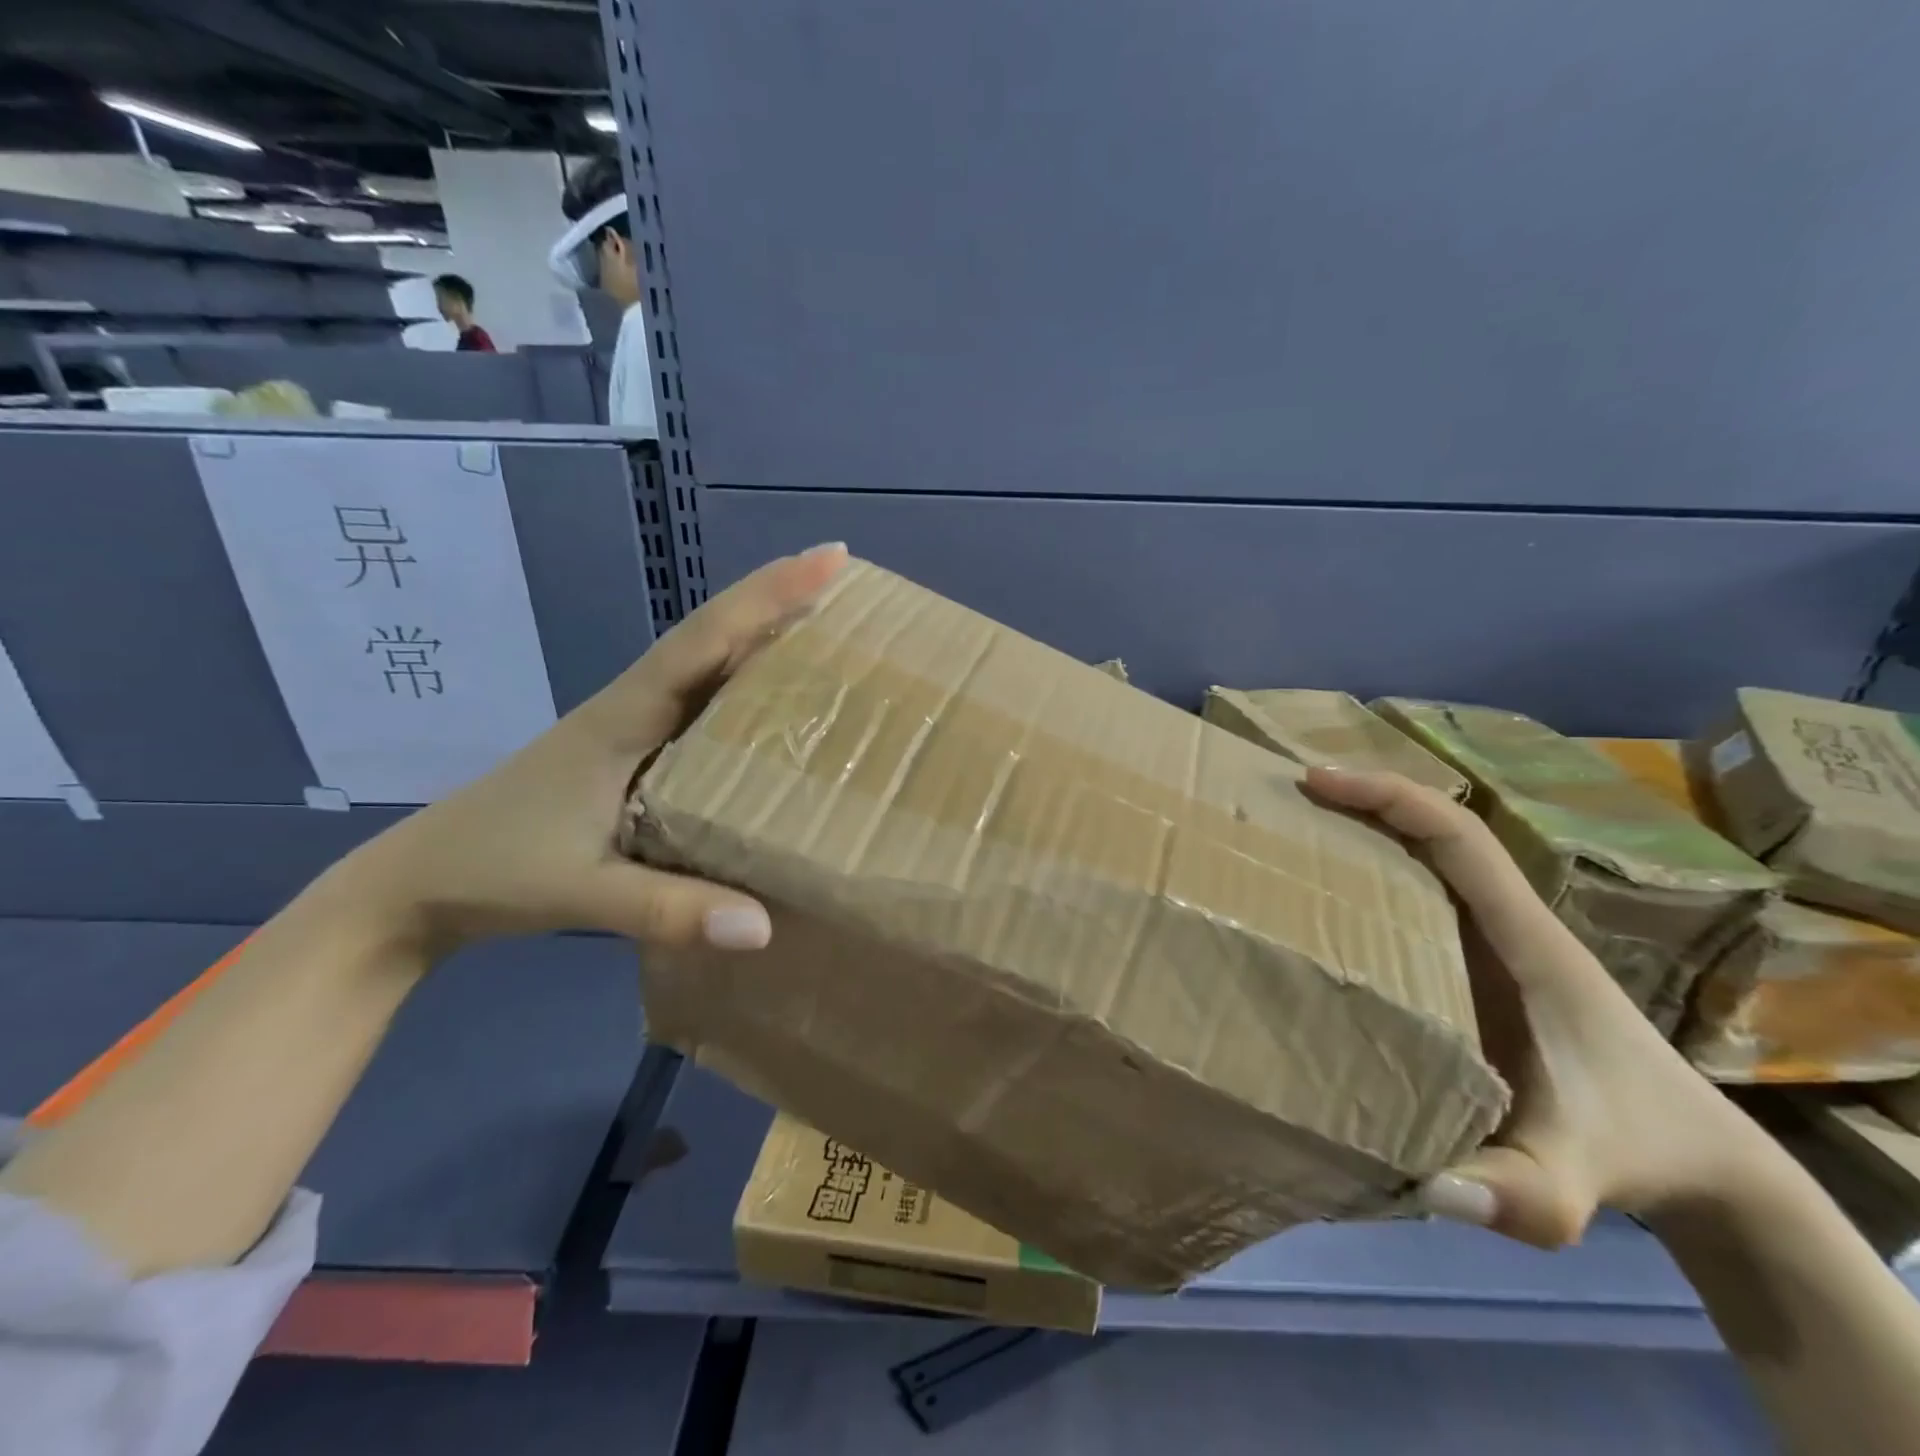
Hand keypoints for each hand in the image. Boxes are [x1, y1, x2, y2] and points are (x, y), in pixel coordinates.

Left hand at [326, 542, 849, 957]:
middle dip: (779, 600)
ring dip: (764, 636)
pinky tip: (776, 698)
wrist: (419, 883)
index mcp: (625, 717)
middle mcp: (634, 706)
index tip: (829, 560)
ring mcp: (632, 726)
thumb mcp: (582, 892)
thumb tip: (766, 928)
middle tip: (847, 582)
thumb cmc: (496, 871)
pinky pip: (702, 701)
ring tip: (828, 625)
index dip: (768, 597)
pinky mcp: (634, 751)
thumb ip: (669, 910)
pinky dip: (744, 682)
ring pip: (709, 665)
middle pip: (714, 637)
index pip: (704, 641)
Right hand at [1305, 766, 1777, 1246]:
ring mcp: (1490, 940)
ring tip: (1285, 833)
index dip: (1388, 797)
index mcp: (1526, 940)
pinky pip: (1416, 897)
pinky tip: (1319, 900)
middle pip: (1430, 832)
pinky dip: (1368, 876)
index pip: (1457, 837)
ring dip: (1359, 833)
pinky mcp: (1475, 962)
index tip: (1315, 783)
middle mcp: (1504, 923)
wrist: (1696, 1159)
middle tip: (1279, 801)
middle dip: (1358, 802)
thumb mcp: (1577, 1185)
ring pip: (1421, 860)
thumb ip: (1520, 1194)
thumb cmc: (1634, 1147)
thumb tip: (1428, 1186)